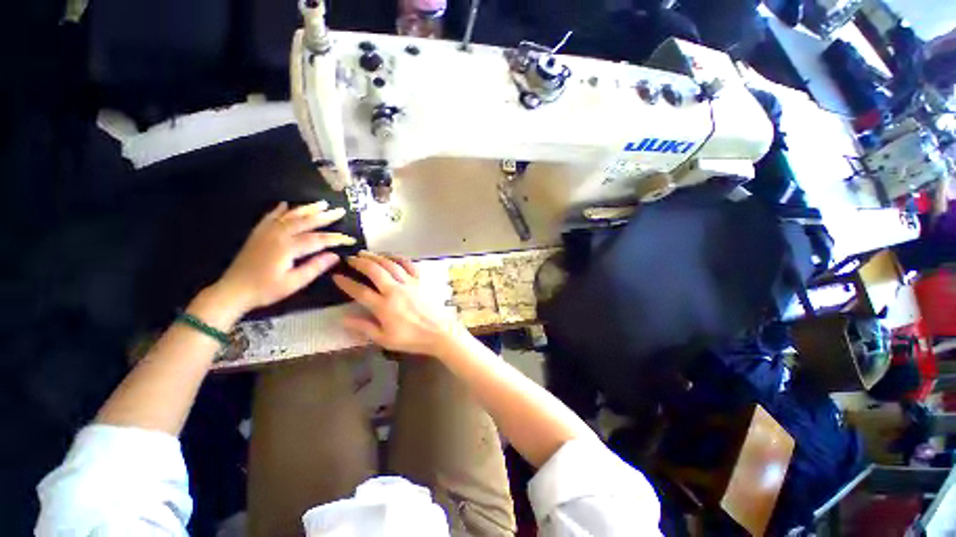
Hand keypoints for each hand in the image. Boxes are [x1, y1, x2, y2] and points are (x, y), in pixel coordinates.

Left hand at [214, 201, 354, 315]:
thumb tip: (335, 256)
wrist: (232, 290)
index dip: (336, 239)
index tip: (350, 239)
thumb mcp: (294, 283)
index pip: (318, 239)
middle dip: (325, 216)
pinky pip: (270, 217)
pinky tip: (285, 204)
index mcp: (288, 247)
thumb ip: (315, 267)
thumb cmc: (266, 289)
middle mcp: (278, 235)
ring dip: (307, 209)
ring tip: (321, 203)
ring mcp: (266, 232)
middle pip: (306, 222)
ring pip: (290, 215)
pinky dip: (279, 210)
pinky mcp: (257, 234)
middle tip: (340, 211)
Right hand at [333, 251, 461, 355]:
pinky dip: (398, 257)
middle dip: (360, 263)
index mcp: (384, 306)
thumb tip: (343, 318)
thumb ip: (364, 327)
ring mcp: (409, 283)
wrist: (439, 332)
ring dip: (376, 257)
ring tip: (365, 253)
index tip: (336, 276)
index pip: (360, 291)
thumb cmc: (411, 338)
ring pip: (390, 264)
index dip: (346, 283)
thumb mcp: (385, 339)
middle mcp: (395, 290)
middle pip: (374, 271)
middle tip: (350, 259)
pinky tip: (390, 255)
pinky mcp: (420, 280)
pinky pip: (409, 264)